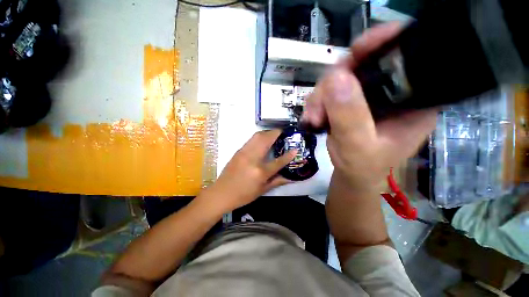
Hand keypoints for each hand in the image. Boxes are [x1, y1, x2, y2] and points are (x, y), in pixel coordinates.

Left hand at [205, 130, 296, 210]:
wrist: (221, 193)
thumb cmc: (243, 195)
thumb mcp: (262, 190)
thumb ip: (277, 181)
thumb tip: (290, 177)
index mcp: (260, 172)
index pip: (278, 161)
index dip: (288, 155)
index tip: (295, 149)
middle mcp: (252, 159)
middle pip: (266, 140)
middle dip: (276, 133)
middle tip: (283, 133)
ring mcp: (244, 153)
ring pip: (257, 136)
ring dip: (267, 132)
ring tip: (274, 134)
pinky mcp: (238, 151)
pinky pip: (251, 140)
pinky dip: (259, 136)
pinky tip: (263, 140)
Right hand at [302, 22, 436, 192]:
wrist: (352, 174)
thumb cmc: (363, 167)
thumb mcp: (358, 146)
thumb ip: (349, 116)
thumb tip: (335, 78)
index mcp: (415, 100)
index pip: (408, 57)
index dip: (385, 43)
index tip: (358, 49)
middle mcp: (394, 91)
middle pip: (364, 64)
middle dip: (334, 83)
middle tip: (318, 107)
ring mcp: (370, 95)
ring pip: (340, 78)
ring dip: (320, 97)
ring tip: (314, 118)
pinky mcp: (352, 101)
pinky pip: (330, 90)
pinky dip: (317, 102)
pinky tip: (313, 117)